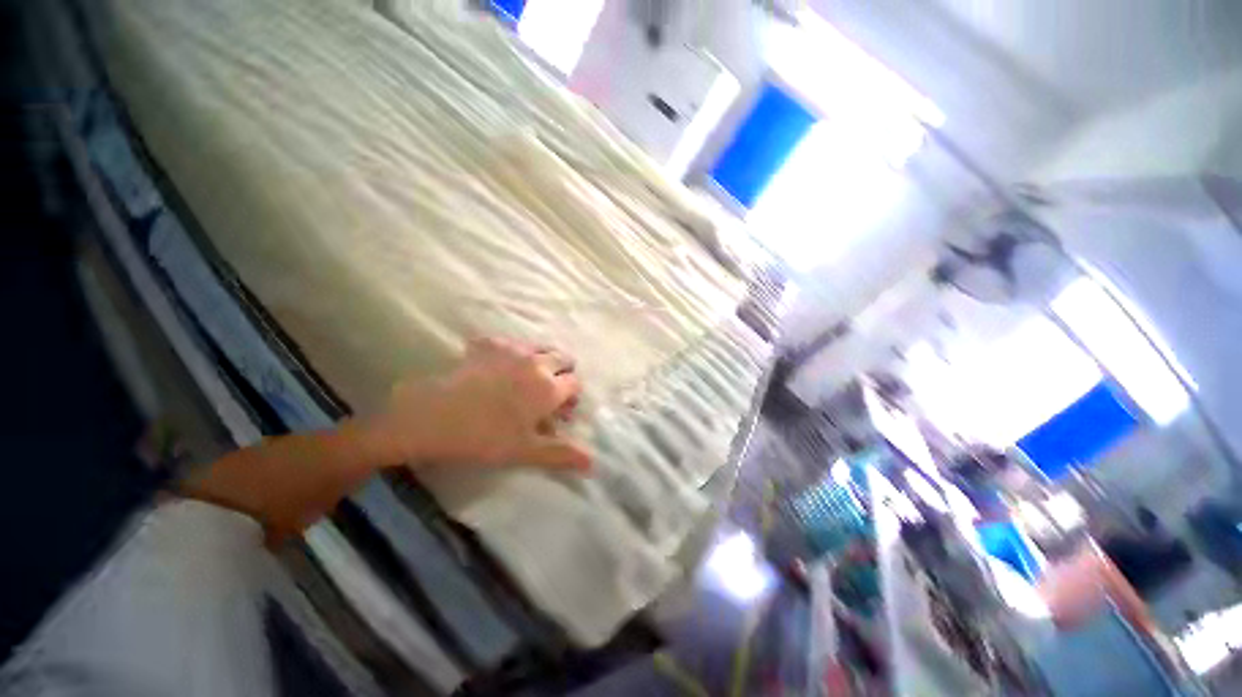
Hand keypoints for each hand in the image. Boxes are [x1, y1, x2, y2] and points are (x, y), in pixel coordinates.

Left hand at [365, 338, 590, 472]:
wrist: (432, 416)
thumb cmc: (484, 437)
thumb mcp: (525, 451)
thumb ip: (562, 454)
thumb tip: (593, 462)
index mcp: (549, 387)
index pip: (575, 383)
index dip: (572, 396)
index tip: (561, 411)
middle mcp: (537, 362)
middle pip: (564, 357)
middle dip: (563, 372)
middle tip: (548, 393)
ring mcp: (513, 349)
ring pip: (540, 347)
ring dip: (543, 359)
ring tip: (527, 377)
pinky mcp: (489, 343)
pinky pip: (510, 342)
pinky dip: (512, 352)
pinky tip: (499, 366)